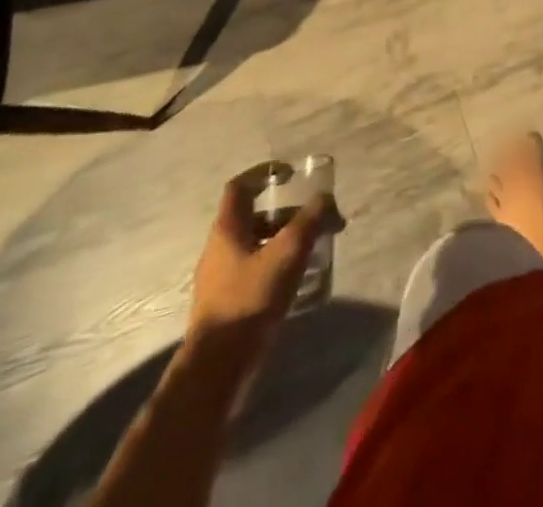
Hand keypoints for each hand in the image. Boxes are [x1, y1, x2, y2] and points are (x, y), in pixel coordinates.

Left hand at [187, 173, 340, 359]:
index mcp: (227, 230)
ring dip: (284, 240)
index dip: (264, 174)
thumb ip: (309, 220)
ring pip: (255, 245)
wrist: (217, 369)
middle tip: (314, 218)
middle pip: (253, 216)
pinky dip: (277, 264)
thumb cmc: (250, 299)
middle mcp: (219, 249)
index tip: (291, 174)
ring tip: (313, 249)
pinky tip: (298, 279)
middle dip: (286, 213)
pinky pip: (254, 270)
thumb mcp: (288, 252)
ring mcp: (220, 279)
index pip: (240, 187)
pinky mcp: (227, 304)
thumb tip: (325, 199)